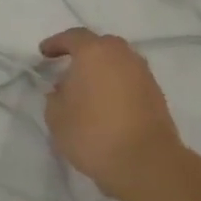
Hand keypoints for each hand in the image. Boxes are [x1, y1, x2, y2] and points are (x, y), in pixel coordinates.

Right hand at [39, 27, 183, 200]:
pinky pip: (130, 80)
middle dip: (83, 55)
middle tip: (68, 71)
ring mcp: (143, 73)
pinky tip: (107, 105)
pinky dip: (117, 85)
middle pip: (99, 46)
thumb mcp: (56, 117)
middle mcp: (121, 54)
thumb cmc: (93, 134)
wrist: (146, 163)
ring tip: (88, 91)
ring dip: (102, 71)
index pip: (72, 37)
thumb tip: (64, 89)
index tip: (44, 54)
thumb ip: (55, 96)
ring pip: (117, 62)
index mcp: (94, 52)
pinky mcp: (156, 93)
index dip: (56, 44)